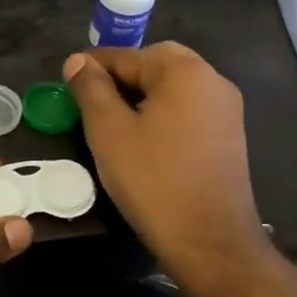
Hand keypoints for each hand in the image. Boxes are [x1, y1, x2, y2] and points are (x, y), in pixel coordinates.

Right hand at [62, 44, 273, 287]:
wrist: (209, 240)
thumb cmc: (153, 180)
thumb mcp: (109, 131)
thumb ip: (91, 89)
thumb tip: (77, 60)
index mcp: (184, 71)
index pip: (128, 56)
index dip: (93, 66)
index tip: (67, 81)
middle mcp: (212, 80)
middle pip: (156, 64)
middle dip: (121, 77)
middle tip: (90, 101)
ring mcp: (226, 109)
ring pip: (174, 88)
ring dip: (141, 95)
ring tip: (112, 122)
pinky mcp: (229, 135)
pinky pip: (188, 109)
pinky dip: (162, 113)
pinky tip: (143, 139)